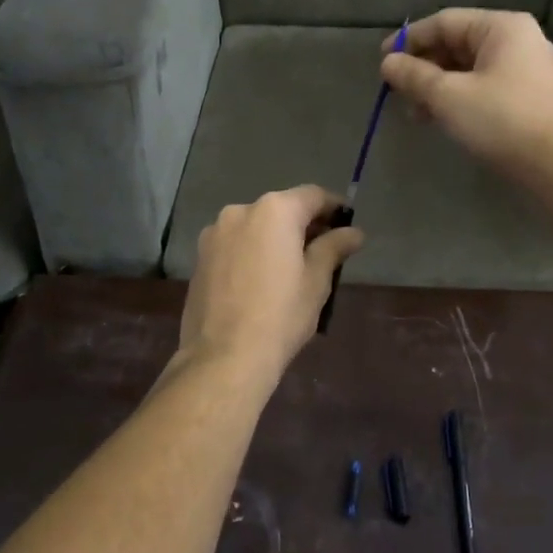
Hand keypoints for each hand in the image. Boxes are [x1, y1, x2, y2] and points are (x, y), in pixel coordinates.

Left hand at [176, 186, 364, 383]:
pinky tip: (261, 280)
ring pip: (255, 227)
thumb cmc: (280, 315)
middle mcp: (240, 211)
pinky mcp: (199, 257)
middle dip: (303, 224)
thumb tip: (354, 232)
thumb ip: (334, 247)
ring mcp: (214, 233)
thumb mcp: (317, 281)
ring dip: (275, 238)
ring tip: (291, 269)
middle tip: (324, 250)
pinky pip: (235, 244)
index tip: (347, 224)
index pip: (312, 196)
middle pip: (281, 209)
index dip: (333, 207)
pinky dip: (252, 252)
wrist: (223, 357)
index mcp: (274, 211)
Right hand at [381, 9, 552, 182]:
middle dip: (423, 68)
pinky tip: (440, 119)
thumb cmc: (503, 121)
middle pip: (457, 44)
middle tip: (397, 92)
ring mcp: (526, 69)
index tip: (381, 61)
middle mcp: (517, 40)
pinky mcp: (528, 96)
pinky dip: (458, 98)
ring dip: (438, 87)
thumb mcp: (449, 97)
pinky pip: (484, 86)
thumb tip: (387, 63)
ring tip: (415, 113)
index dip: (409, 40)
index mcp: (502, 27)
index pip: (444, 22)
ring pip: (469, 69)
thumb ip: (415, 76)